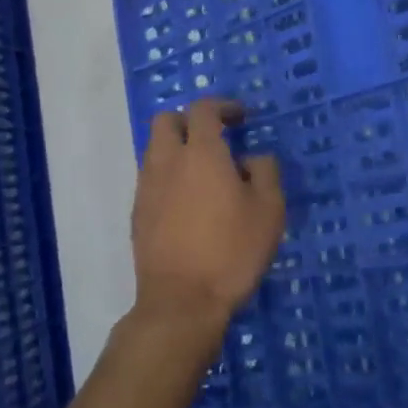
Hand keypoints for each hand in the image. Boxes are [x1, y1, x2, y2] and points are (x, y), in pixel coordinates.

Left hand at [131, 98, 284, 351]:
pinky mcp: (137, 214)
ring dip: (177, 149)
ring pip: (154, 150)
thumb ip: (265, 171)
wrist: (181, 302)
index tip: (241, 117)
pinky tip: (189, 203)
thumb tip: (252, 159)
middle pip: (166, 120)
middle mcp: (167, 162)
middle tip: (215, 137)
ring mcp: (147, 188)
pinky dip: (169, 177)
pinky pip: (151, 179)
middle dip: (189, 120)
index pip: (203, 109)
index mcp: (201, 153)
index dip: (223, 106)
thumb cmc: (232, 251)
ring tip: (204, 173)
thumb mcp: (269, 210)